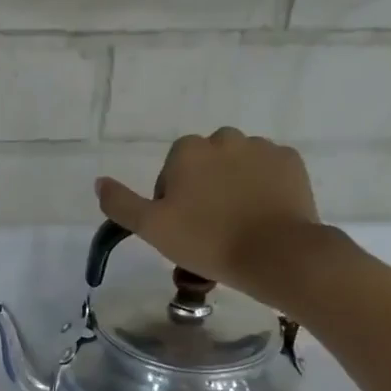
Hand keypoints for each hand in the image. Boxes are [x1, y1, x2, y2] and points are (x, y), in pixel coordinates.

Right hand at [95, 129, 331, 309]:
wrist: (273, 253)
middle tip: (207, 227)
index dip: (172, 198)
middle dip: (204, 188)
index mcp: (188, 151)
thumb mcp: (151, 228)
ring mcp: (262, 148)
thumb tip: (100, 182)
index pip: (171, 169)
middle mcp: (224, 138)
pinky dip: (262, 189)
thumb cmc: (205, 241)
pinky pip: (268, 172)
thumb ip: (121, 204)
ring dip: (233, 187)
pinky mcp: (291, 162)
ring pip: (238, 166)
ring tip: (236, 225)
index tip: (180, 226)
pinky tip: (260, 218)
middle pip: (206, 164)